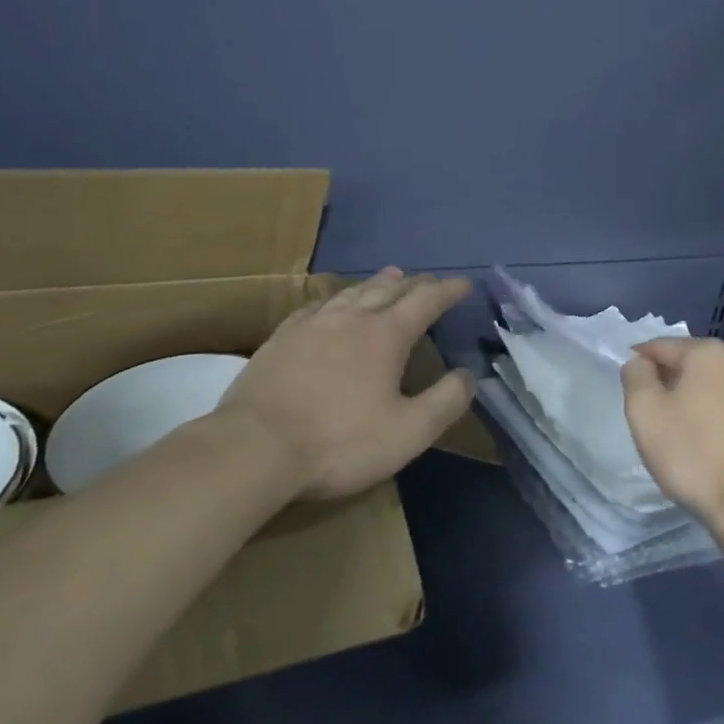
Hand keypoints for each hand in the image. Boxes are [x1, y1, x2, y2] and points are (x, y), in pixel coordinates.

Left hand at [223, 268, 476, 500]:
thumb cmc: (339, 442)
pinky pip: (317, 306)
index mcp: (385, 335)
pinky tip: (331, 305)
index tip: (463, 284)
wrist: (256, 446)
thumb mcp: (407, 433)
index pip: (425, 301)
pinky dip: (336, 298)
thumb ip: (444, 402)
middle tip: (429, 281)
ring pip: (352, 292)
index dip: (448, 290)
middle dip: (415, 283)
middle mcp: (351, 318)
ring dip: (377, 283)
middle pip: (388, 289)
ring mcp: (312, 324)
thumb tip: (467, 376)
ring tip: (390, 276)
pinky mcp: (281, 338)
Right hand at [620, 338, 723, 532]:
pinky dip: (713, 413)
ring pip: (712, 383)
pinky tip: (706, 441)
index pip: (660, 346)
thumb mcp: (644, 412)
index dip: (639, 363)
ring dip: (692, 397)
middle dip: (668, 380)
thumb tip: (640, 363)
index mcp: (709, 352)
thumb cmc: (693, 455)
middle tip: (650, 413)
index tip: (628, 388)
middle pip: (689, 362)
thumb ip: (635, 376)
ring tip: (678, 430)